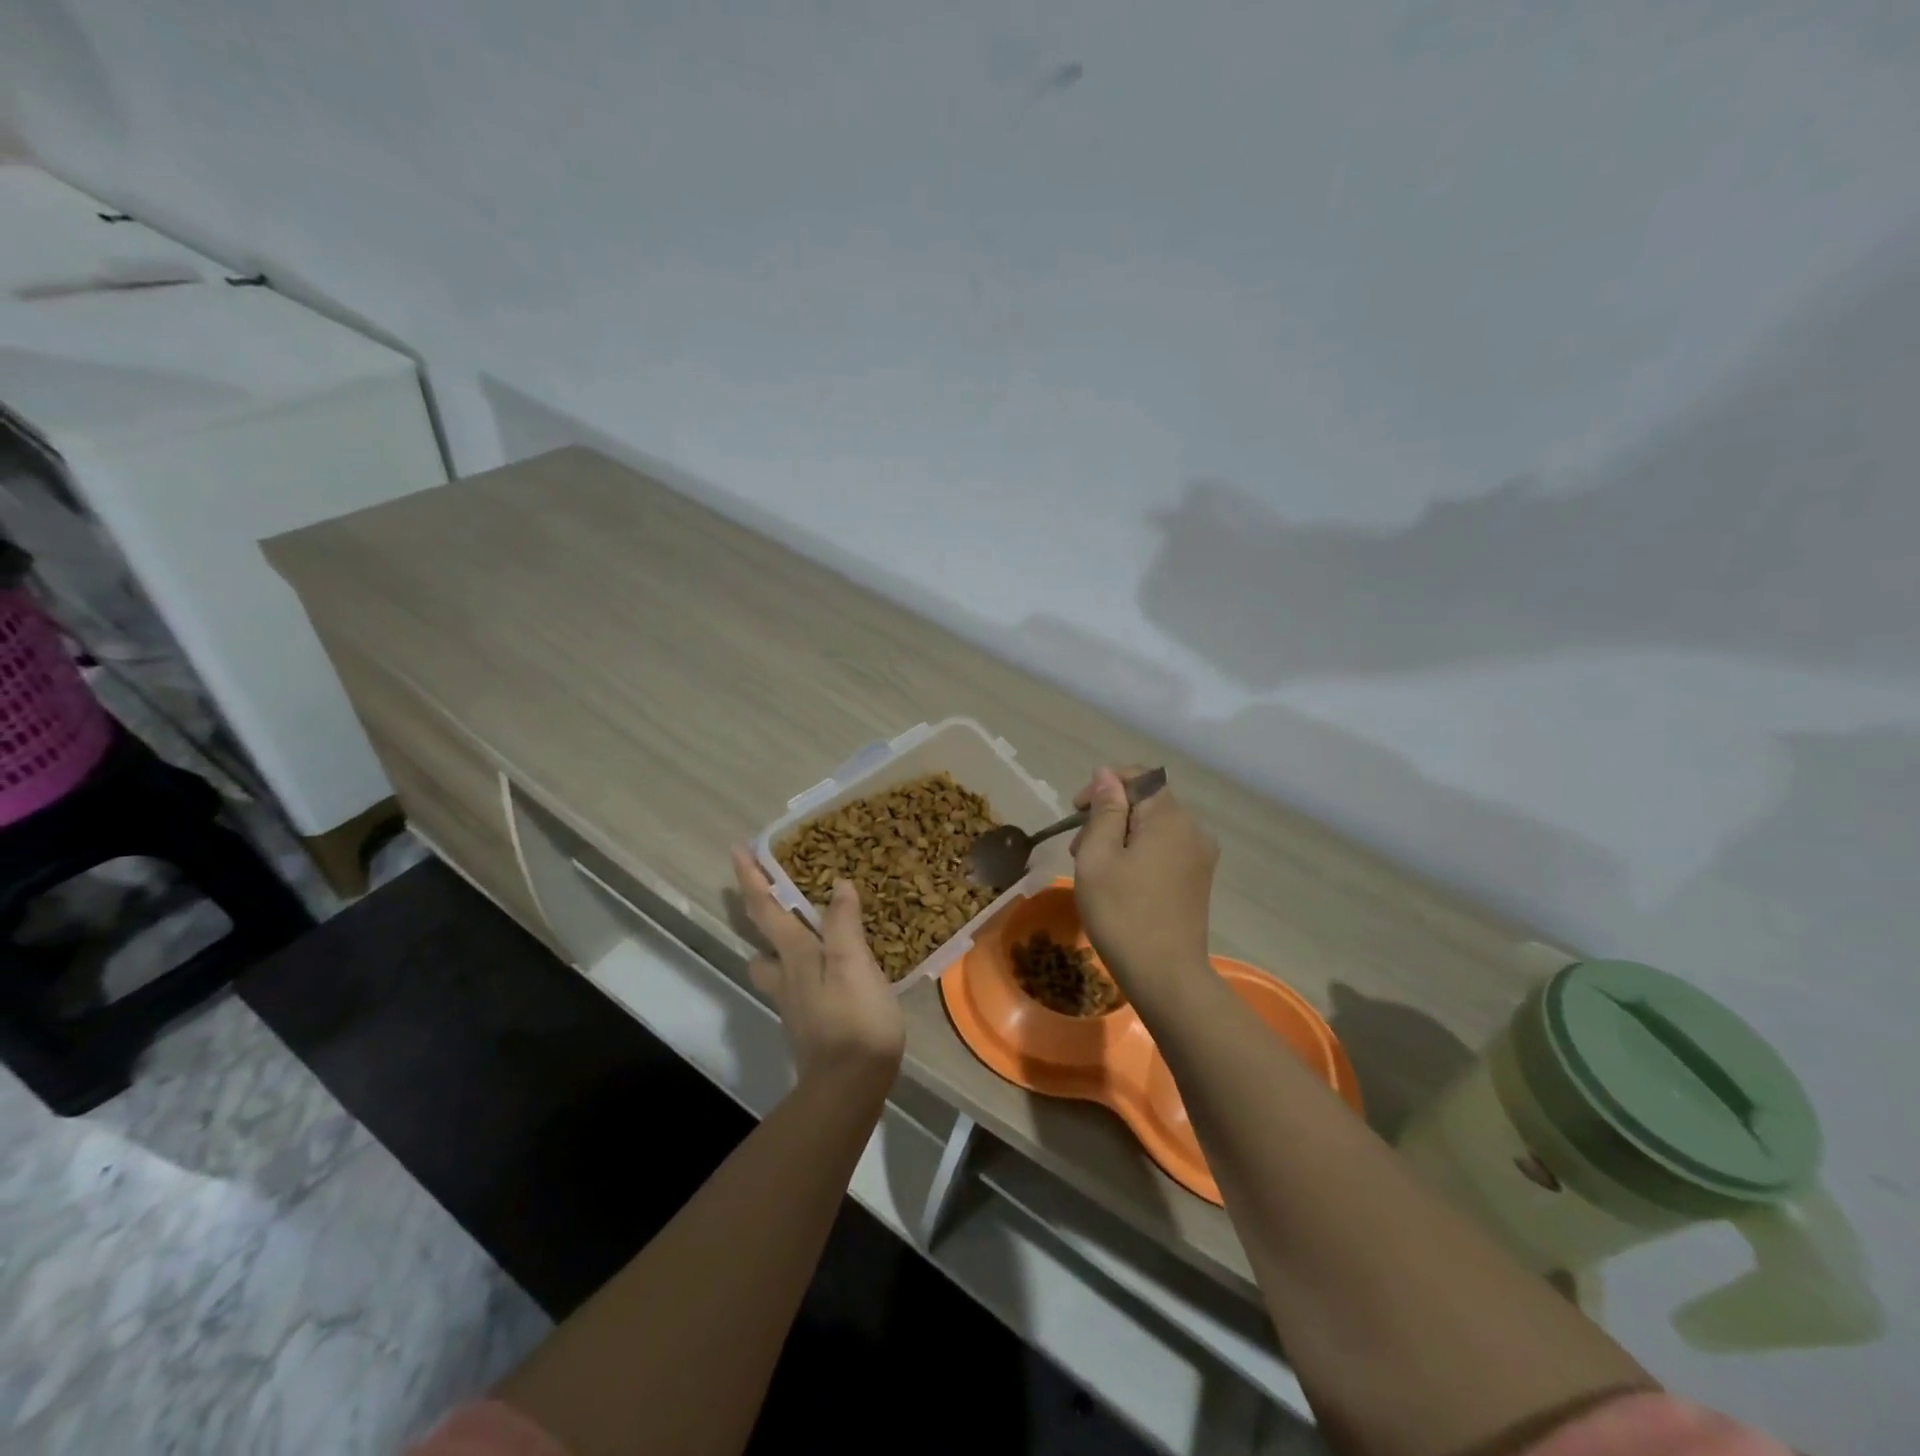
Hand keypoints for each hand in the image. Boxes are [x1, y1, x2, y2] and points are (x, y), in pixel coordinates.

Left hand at [731, 846, 905, 1089]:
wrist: (849, 1085)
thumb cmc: (854, 1018)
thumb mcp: (854, 963)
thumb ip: (843, 923)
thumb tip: (837, 884)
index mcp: (795, 956)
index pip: (765, 909)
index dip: (751, 878)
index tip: (737, 849)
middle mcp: (787, 976)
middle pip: (761, 940)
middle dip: (757, 912)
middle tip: (765, 890)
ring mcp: (796, 1002)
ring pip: (775, 965)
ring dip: (776, 944)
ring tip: (799, 929)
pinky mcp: (810, 1022)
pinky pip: (799, 983)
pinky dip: (804, 966)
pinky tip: (829, 969)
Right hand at [1070, 766, 1219, 990]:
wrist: (1166, 976)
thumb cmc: (1122, 913)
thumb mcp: (1098, 856)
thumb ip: (1104, 810)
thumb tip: (1106, 775)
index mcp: (1170, 817)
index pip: (1138, 776)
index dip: (1103, 786)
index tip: (1076, 812)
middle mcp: (1193, 828)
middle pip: (1146, 801)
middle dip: (1109, 814)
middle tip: (1079, 847)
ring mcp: (1200, 855)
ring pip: (1154, 826)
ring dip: (1121, 835)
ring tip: (1095, 866)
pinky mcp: (1198, 878)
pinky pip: (1165, 848)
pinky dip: (1140, 852)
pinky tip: (1120, 879)